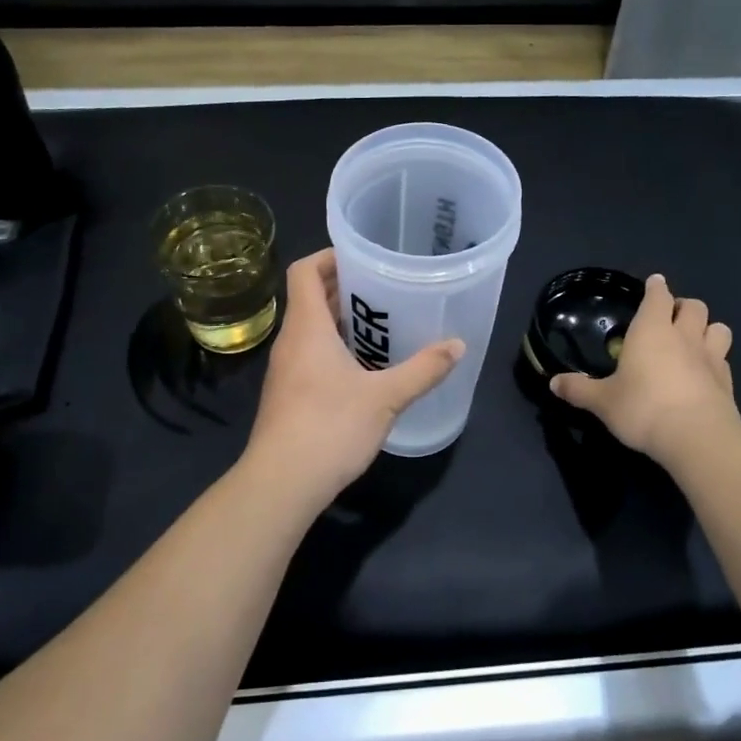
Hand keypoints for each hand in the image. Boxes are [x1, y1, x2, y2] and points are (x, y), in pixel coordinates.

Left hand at [243, 248, 464, 502]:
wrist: (281, 484)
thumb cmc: (329, 428)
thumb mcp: (385, 397)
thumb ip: (423, 369)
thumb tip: (458, 346)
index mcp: (307, 328)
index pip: (304, 271)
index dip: (329, 256)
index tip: (363, 257)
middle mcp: (291, 342)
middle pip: (311, 298)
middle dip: (345, 288)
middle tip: (386, 288)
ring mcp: (286, 371)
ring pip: (312, 330)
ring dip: (342, 321)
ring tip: (384, 324)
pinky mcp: (289, 396)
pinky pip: (312, 356)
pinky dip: (336, 349)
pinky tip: (367, 368)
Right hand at [549, 273, 738, 461]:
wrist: (697, 438)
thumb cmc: (643, 408)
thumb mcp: (603, 402)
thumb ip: (579, 390)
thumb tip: (553, 383)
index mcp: (651, 331)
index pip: (657, 296)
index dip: (656, 287)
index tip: (653, 283)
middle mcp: (684, 336)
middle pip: (694, 306)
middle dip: (683, 306)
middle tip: (670, 318)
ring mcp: (711, 358)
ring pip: (719, 328)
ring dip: (707, 328)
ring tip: (695, 340)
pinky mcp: (727, 382)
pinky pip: (724, 360)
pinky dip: (716, 360)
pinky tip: (705, 373)